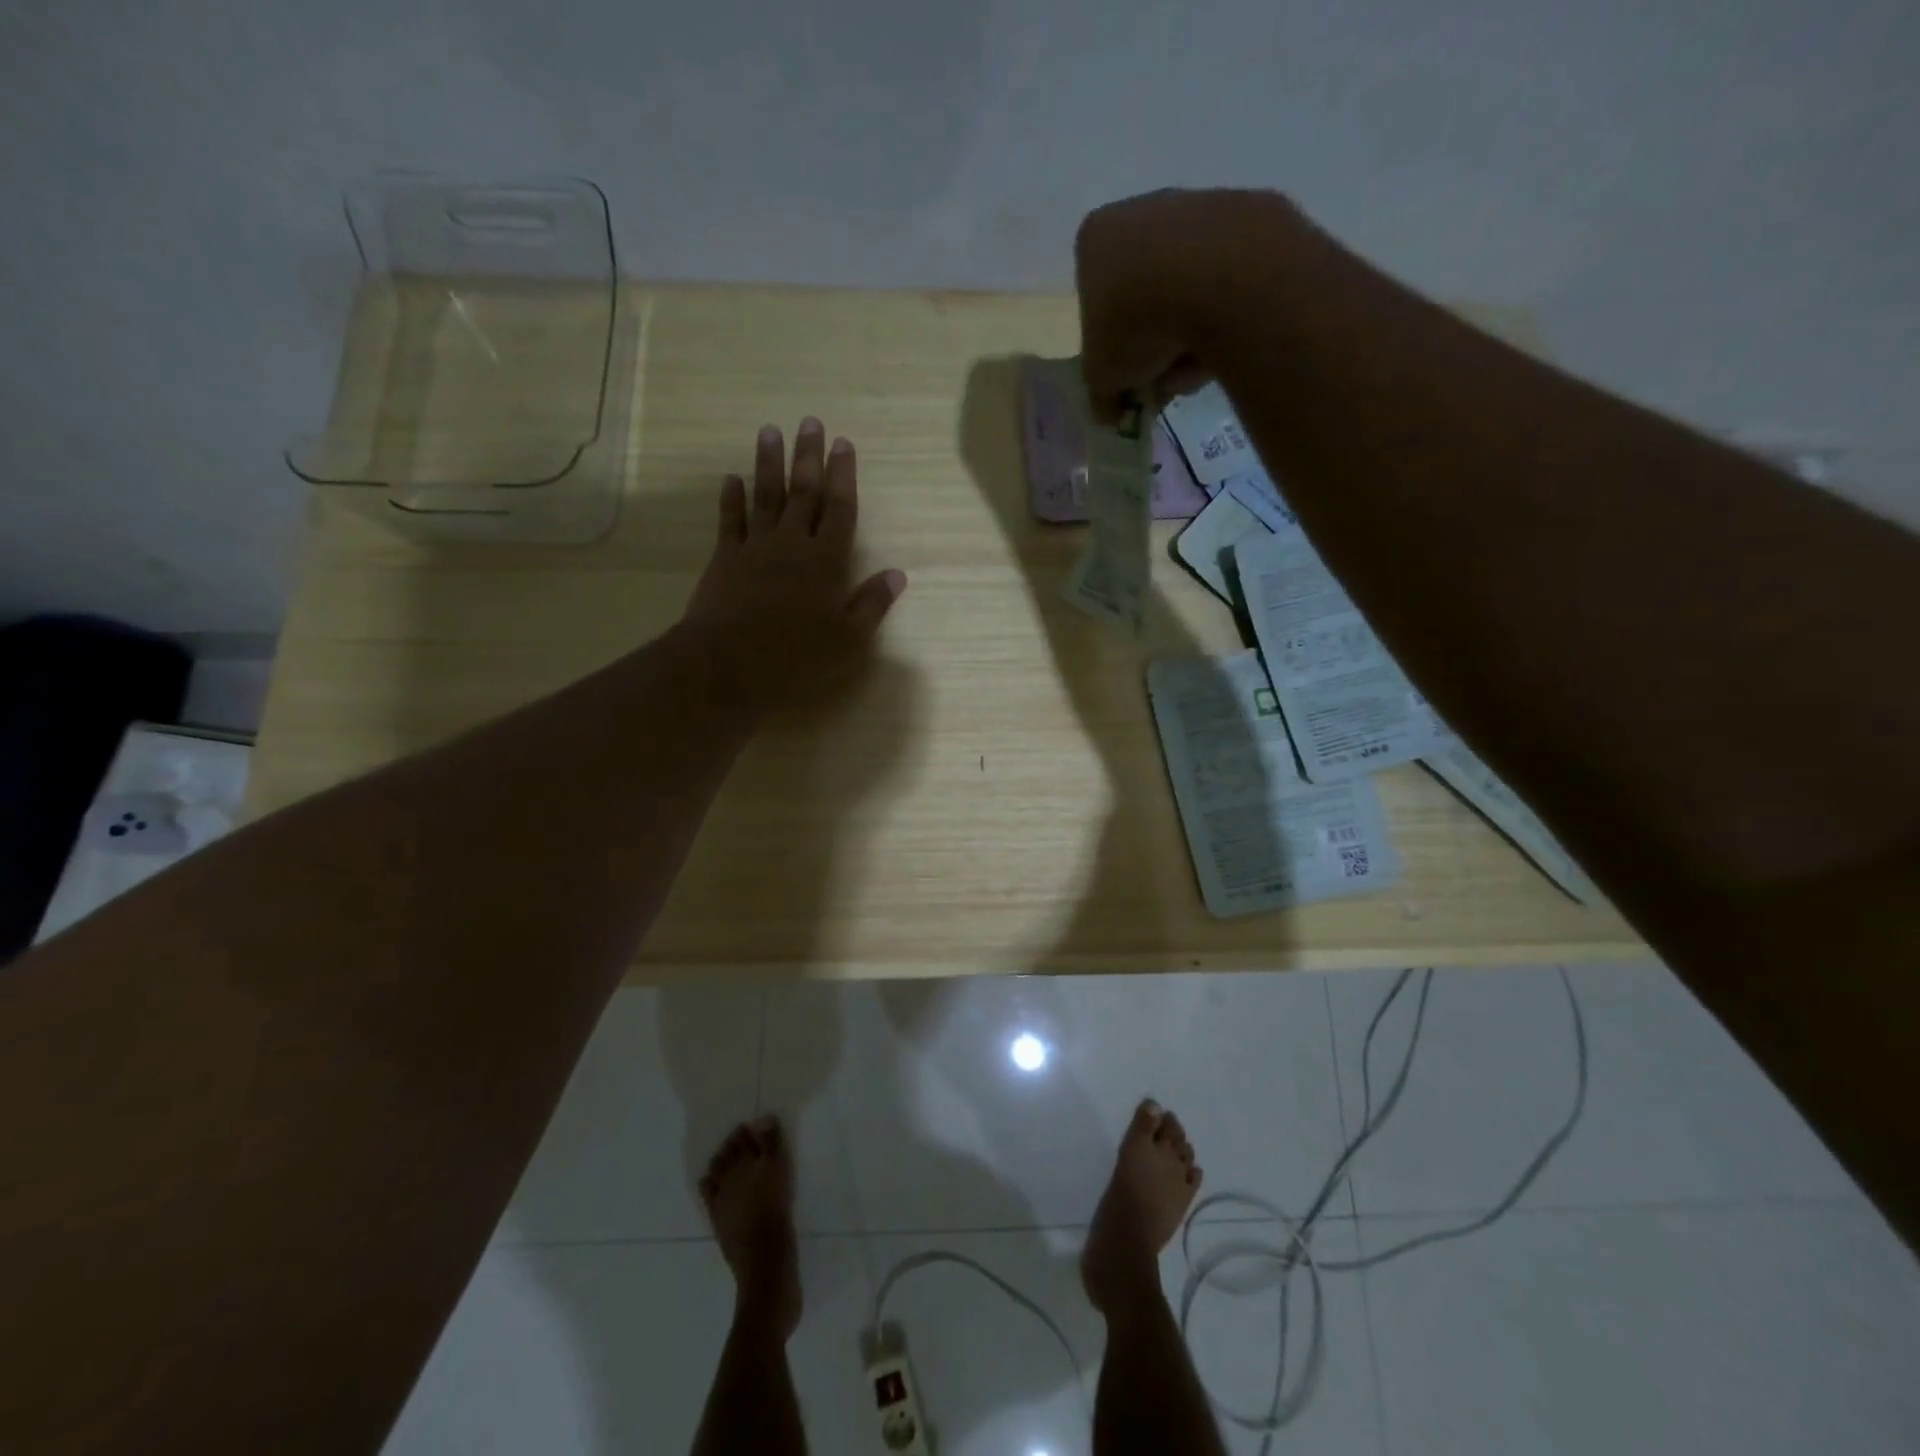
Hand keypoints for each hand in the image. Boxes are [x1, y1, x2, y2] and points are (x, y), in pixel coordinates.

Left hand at [681, 418, 906, 718]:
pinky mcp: (724, 559)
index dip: (844, 476)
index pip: (840, 509)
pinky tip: (731, 478)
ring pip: (765, 496)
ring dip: (769, 463)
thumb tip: (897, 574)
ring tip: (771, 431)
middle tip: (811, 421)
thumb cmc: (796, 657)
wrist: (727, 664)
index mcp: (826, 561)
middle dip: (809, 456)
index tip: (844, 443)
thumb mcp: (849, 641)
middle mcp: (792, 544)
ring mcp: (755, 548)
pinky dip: (731, 498)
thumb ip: (872, 604)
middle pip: (804, 492)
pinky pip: (729, 521)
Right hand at [1074, 188, 1309, 417]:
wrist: (1220, 279)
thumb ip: (1101, 394)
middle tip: (1162, 379)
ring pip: (1188, 291)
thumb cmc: (1137, 322)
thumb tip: (1110, 410)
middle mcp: (1144, 209)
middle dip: (1153, 343)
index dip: (1110, 345)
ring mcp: (1200, 206)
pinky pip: (1228, 281)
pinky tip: (1228, 343)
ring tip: (1196, 369)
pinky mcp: (1250, 216)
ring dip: (1188, 337)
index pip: (1095, 301)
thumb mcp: (1102, 377)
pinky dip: (1225, 316)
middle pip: (1144, 295)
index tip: (1126, 375)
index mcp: (1096, 238)